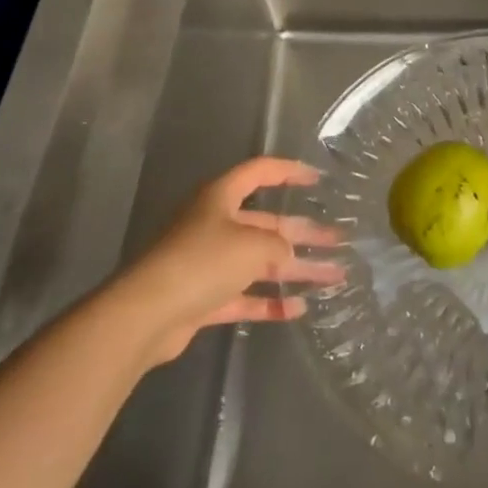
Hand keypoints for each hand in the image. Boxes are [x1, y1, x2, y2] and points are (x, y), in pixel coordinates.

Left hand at [117, 157, 344, 361]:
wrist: (146, 315)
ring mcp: (208, 263)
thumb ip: (278, 246)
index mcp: (221, 198)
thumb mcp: (252, 245)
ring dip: (296, 270)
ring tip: (334, 277)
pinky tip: (299, 308)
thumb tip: (286, 255)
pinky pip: (245, 296)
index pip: (260, 173)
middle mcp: (215, 225)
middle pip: (267, 224)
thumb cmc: (203, 261)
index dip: (289, 172)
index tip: (318, 180)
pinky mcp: (204, 299)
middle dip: (304, 233)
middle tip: (340, 240)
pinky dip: (270, 302)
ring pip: (261, 263)